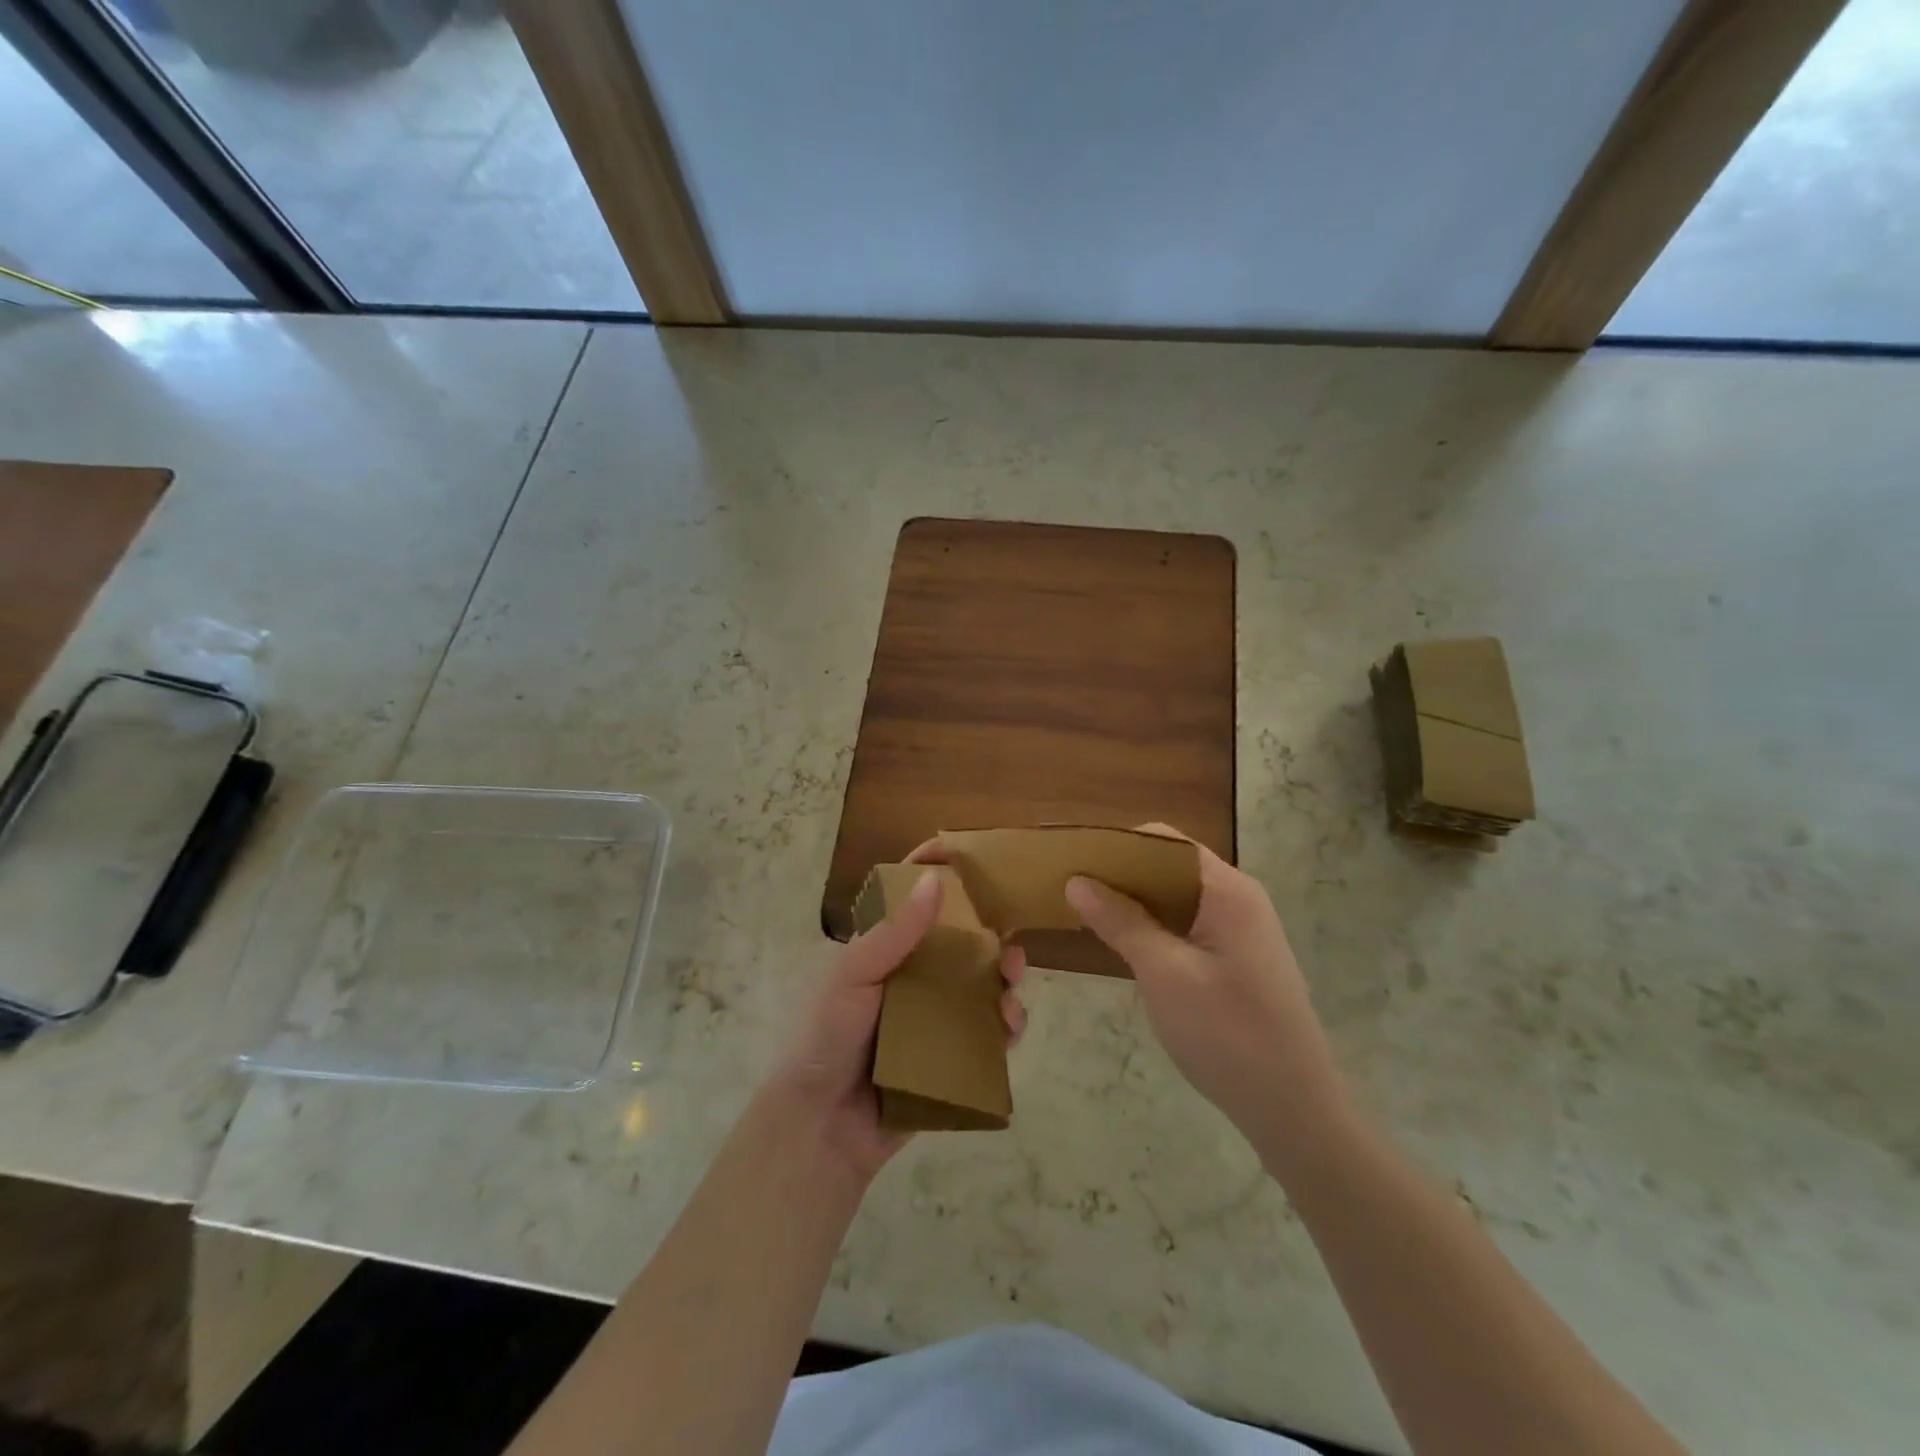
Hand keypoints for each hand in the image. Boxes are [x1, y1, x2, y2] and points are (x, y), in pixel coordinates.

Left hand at [771, 872, 1024, 1182]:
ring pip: (978, 987)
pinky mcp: (949, 1059)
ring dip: (1002, 977)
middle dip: (988, 932)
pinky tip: (1011, 1024)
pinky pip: (985, 1036)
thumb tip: (935, 879)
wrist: (820, 1126)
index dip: (935, 875)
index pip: (911, 903)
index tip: (967, 855)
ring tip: (1014, 977)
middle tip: (1010, 932)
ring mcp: (932, 1020)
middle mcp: (911, 980)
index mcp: (884, 953)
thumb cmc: (826, 1036)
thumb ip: (894, 932)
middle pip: (958, 944)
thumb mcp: (852, 975)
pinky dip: (1004, 1027)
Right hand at [1064, 827, 1348, 1167]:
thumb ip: (1121, 921)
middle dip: (1121, 873)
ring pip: (1177, 896)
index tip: (1073, 859)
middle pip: (1170, 865)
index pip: (1165, 842)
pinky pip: (1187, 923)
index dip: (1118, 844)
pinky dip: (1153, 924)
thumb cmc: (1227, 1033)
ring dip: (1135, 901)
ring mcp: (1240, 929)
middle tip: (1071, 887)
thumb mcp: (1164, 974)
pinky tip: (1123, 941)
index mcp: (1227, 890)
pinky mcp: (1236, 957)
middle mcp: (1237, 898)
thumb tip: (1077, 881)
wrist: (1293, 1108)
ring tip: (1087, 910)